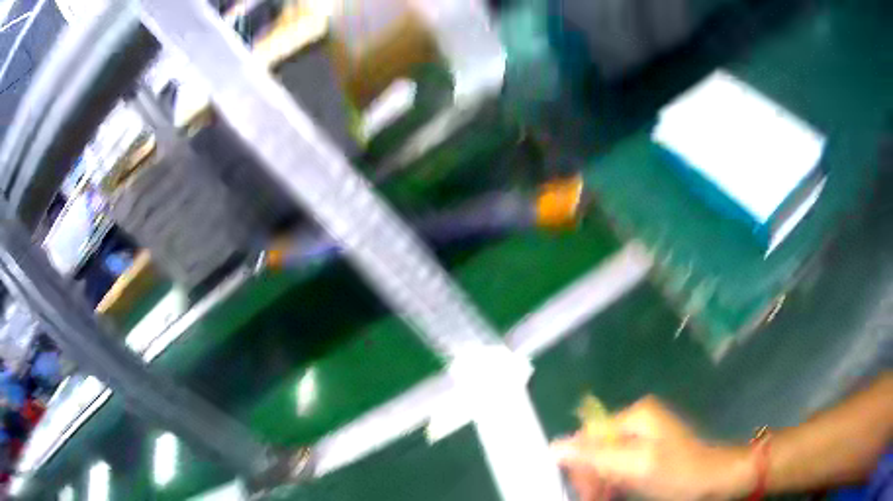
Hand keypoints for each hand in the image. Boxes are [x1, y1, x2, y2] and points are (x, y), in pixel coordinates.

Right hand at [552, 396, 752, 500]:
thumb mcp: (637, 466)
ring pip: (607, 459)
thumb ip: (596, 456)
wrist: (716, 479)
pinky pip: (621, 466)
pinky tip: (613, 495)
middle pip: (597, 447)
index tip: (582, 490)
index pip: (589, 436)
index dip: (579, 464)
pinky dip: (613, 482)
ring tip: (601, 500)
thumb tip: (554, 447)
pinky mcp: (650, 451)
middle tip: (593, 499)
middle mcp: (637, 421)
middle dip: (591, 475)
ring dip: (600, 482)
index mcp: (635, 416)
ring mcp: (644, 436)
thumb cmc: (679, 471)